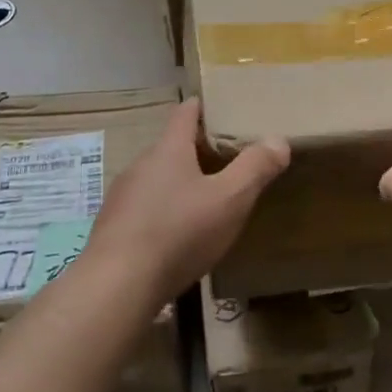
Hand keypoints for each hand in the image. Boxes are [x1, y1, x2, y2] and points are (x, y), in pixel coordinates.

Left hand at [89, 99, 289, 302]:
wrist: (117, 285)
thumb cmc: (179, 232)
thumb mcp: (229, 200)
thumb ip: (255, 169)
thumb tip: (278, 140)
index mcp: (168, 150)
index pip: (184, 113)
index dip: (201, 107)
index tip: (216, 106)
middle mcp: (140, 165)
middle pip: (170, 147)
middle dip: (195, 151)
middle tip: (224, 161)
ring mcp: (121, 197)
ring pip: (155, 180)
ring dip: (178, 184)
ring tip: (203, 201)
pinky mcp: (112, 228)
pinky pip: (143, 209)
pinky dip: (162, 212)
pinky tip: (175, 237)